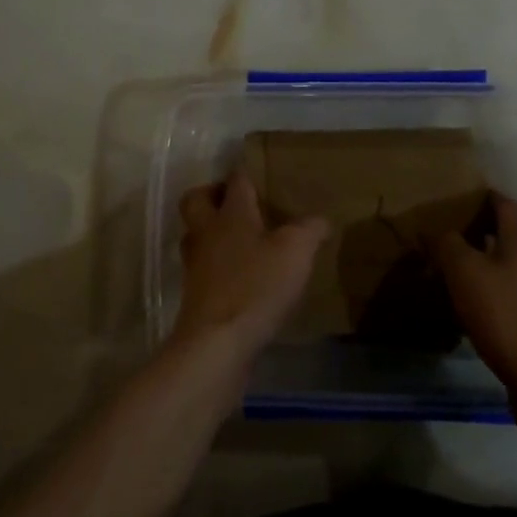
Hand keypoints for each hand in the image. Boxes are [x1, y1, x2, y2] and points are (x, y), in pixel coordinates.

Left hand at [174, 172, 327, 360]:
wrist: (217, 343)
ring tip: (241, 241)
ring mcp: (196, 264)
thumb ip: (310, 230)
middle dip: (212, 195)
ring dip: (212, 233)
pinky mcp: (195, 295)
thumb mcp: (296, 252)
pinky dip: (217, 267)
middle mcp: (207, 232)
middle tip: (236, 204)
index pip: (236, 180)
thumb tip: (321, 219)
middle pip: (197, 200)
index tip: (260, 173)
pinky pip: (203, 268)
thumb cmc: (256, 285)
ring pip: (196, 235)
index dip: (246, 173)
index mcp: (231, 213)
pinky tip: (241, 279)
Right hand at [433, 193, 516, 402]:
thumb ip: (447, 246)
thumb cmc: (507, 316)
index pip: (506, 204)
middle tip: (488, 236)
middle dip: (515, 226)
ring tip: (491, 272)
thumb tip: (434, 230)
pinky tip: (503, 304)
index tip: (467, 205)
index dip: (486, 201)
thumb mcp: (464, 275)